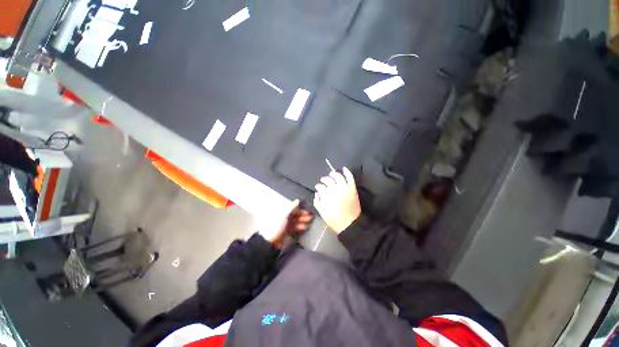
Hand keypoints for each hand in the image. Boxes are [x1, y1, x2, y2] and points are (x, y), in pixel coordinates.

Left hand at [258, 199, 312, 247]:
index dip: (301, 210)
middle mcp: (284, 217)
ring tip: (310, 222)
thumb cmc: (275, 226)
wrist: (270, 241)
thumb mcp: (284, 215)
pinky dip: (300, 227)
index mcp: (283, 212)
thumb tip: (297, 200)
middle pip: (296, 215)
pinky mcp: (287, 231)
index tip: (308, 211)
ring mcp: (286, 225)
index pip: (294, 209)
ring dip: (303, 221)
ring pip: (296, 221)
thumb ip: (291, 207)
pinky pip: (295, 228)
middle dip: (304, 215)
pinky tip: (305, 227)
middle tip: (311, 216)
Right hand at [313, 167, 360, 233]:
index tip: (318, 187)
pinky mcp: (352, 189)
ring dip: (334, 174)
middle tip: (323, 180)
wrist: (350, 225)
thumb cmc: (335, 220)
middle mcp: (335, 190)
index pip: (320, 187)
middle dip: (324, 179)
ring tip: (332, 174)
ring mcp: (345, 189)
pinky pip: (350, 178)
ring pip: (338, 177)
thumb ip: (317, 201)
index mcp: (327, 196)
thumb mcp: (322, 212)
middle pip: (328, 180)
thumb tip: (317, 193)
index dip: (318, 186)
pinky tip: (344, 168)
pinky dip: (347, 172)